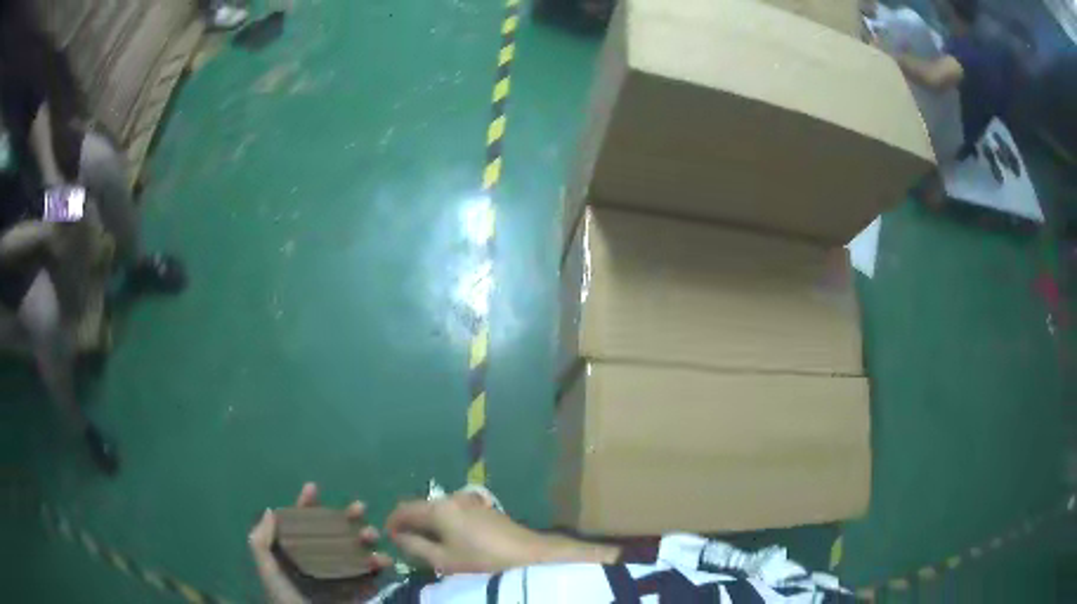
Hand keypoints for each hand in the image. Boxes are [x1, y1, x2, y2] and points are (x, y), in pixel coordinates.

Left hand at [249, 483, 392, 603]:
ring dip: (367, 541)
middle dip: (347, 517)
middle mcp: (318, 562)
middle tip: (360, 508)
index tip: (313, 488)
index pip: (301, 524)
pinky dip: (378, 570)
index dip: (306, 505)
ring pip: (356, 552)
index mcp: (296, 554)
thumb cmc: (284, 598)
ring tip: (373, 537)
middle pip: (334, 533)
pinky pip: (370, 578)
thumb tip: (270, 510)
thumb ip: (261, 542)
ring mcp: (340, 578)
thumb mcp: (268, 570)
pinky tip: (382, 563)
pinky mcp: (357, 594)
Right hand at [386, 489, 618, 574]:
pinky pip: (454, 512)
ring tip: (426, 544)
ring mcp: (471, 502)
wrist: (530, 556)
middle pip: (422, 507)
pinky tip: (448, 540)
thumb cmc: (481, 561)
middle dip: (410, 522)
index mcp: (438, 508)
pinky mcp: (485, 509)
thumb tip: (398, 537)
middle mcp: (452, 498)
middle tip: (405, 543)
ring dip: (428, 523)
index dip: (393, 522)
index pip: (404, 509)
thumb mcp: (443, 560)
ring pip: (439, 509)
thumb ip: (416, 547)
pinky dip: (444, 524)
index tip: (387, 537)